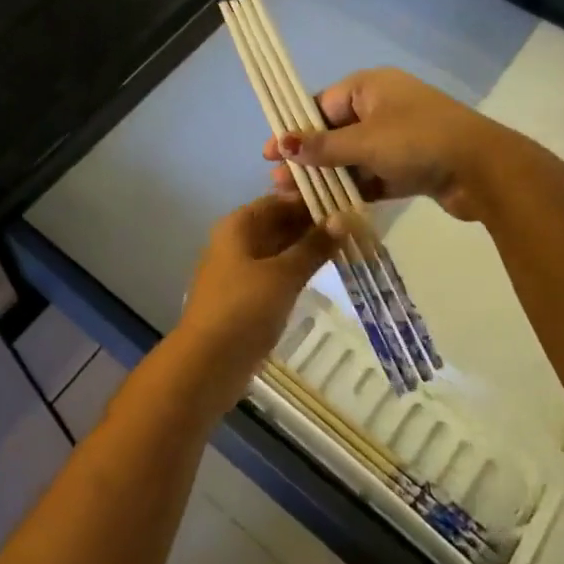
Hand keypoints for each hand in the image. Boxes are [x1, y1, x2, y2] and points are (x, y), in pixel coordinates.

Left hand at [175, 196, 339, 401]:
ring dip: (307, 248)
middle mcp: (236, 241)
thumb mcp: (283, 275)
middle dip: (312, 224)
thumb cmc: (244, 309)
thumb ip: (313, 246)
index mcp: (238, 225)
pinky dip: (297, 270)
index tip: (347, 202)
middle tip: (355, 226)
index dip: (310, 200)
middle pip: (277, 223)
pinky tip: (323, 273)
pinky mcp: (245, 297)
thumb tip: (344, 218)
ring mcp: (239, 270)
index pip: (278, 200)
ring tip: (347, 245)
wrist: (208, 364)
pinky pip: (275, 273)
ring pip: (278, 249)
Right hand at [260, 67, 528, 221]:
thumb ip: (321, 146)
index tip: (270, 153)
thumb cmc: (417, 141)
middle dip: (307, 158)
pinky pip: (373, 175)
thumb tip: (282, 144)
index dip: (294, 129)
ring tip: (297, 200)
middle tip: (279, 183)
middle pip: (334, 132)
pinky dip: (354, 189)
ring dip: (327, 177)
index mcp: (370, 87)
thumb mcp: (364, 142)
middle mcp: (382, 107)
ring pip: (352, 157)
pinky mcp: (410, 166)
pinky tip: (329, 208)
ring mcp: (398, 137)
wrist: (483, 169)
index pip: (320, 104)